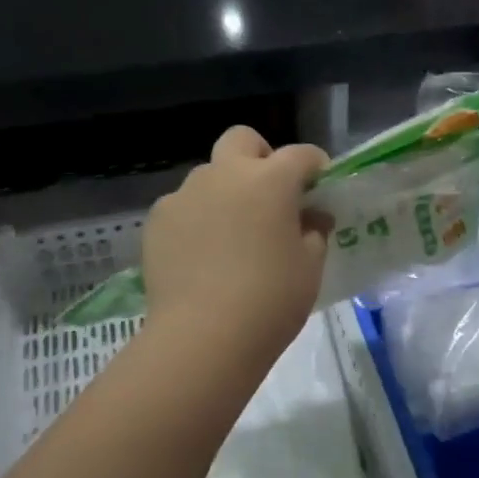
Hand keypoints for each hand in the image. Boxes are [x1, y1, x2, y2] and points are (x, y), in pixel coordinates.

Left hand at [141, 127, 329, 358]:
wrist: (203, 336)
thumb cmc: (271, 299)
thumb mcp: (310, 267)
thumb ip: (315, 232)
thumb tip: (312, 216)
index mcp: (270, 181)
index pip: (301, 155)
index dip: (315, 166)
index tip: (320, 187)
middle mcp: (225, 175)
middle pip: (243, 140)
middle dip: (261, 157)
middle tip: (271, 195)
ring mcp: (185, 195)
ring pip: (209, 174)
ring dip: (226, 190)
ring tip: (233, 233)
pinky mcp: (158, 221)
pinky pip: (184, 206)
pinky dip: (198, 218)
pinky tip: (204, 254)